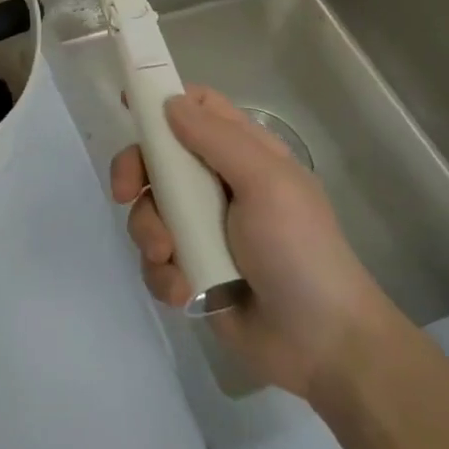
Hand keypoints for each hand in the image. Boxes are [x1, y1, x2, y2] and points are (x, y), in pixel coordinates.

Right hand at [109, 86, 401, 400]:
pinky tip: (183, 291)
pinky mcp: (190, 270)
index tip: (130, 107)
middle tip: (124, 192)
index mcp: (243, 154)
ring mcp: (201, 229)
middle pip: (157, 157)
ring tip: (170, 259)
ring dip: (149, 233)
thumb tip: (169, 102)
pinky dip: (162, 274)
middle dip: (135, 173)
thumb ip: (216, 139)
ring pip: (148, 209)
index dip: (164, 101)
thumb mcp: (267, 184)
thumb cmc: (300, 251)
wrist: (324, 347)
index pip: (198, 108)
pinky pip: (154, 259)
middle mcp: (217, 184)